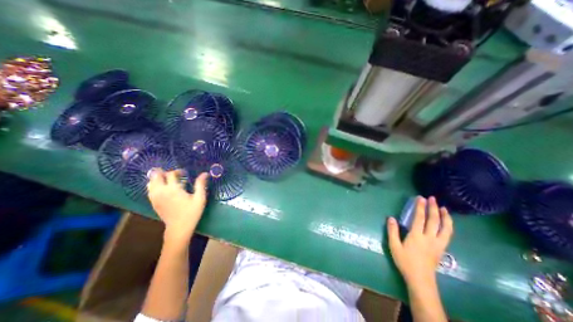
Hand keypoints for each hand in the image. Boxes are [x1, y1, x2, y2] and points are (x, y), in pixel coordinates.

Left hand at [147, 169, 209, 244]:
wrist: (179, 228)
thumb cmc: (191, 212)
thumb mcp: (199, 198)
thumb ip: (201, 184)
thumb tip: (205, 173)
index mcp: (173, 189)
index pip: (171, 174)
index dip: (177, 171)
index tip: (185, 173)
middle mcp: (161, 191)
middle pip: (156, 176)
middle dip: (164, 172)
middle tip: (174, 175)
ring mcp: (155, 197)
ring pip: (151, 182)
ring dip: (158, 178)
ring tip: (168, 180)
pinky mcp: (153, 203)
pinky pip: (150, 189)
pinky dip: (155, 185)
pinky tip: (163, 187)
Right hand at [387, 198, 454, 287]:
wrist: (421, 279)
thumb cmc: (405, 261)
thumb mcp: (394, 246)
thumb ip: (392, 231)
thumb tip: (391, 217)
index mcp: (417, 236)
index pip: (419, 218)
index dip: (420, 207)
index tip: (420, 198)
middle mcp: (429, 238)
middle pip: (434, 221)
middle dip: (433, 208)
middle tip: (432, 198)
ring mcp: (438, 244)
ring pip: (445, 228)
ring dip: (445, 217)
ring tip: (444, 208)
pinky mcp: (442, 248)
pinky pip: (447, 234)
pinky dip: (448, 226)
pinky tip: (446, 223)